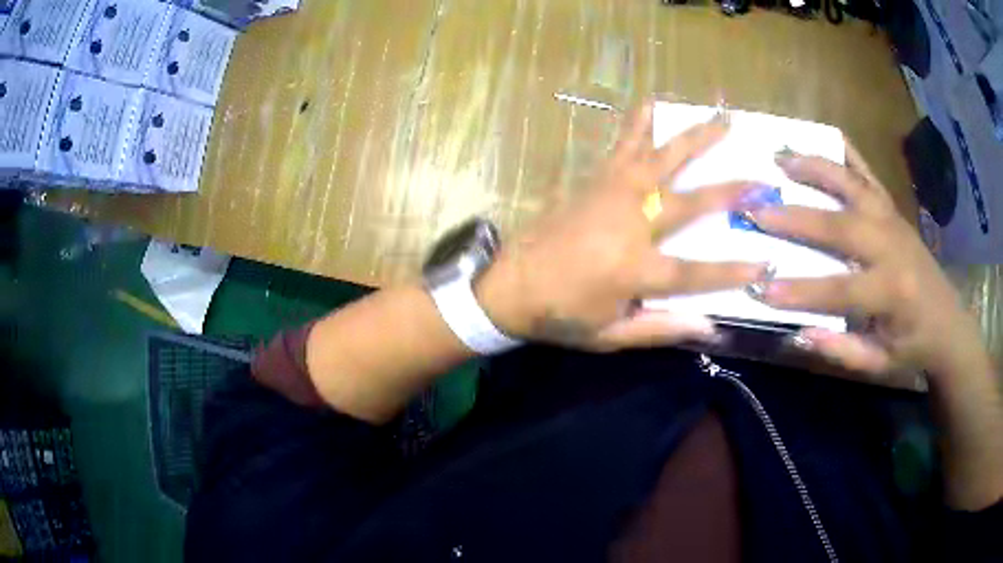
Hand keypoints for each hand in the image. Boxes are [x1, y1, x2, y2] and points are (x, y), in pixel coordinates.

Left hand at [476, 102, 767, 351]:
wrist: (507, 283)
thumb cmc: (559, 314)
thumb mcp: (609, 335)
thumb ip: (660, 329)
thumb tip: (709, 326)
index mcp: (635, 269)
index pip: (696, 272)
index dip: (732, 271)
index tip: (764, 264)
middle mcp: (630, 222)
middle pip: (689, 202)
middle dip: (729, 190)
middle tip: (760, 176)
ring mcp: (611, 193)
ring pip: (661, 158)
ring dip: (694, 137)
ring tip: (721, 115)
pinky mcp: (594, 179)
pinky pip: (623, 145)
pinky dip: (640, 124)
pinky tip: (653, 102)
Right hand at [750, 143, 987, 386]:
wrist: (948, 322)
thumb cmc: (913, 346)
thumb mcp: (880, 363)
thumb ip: (843, 351)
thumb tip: (801, 332)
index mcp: (892, 292)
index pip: (840, 289)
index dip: (800, 292)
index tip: (761, 289)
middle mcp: (892, 246)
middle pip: (841, 224)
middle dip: (797, 217)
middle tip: (756, 210)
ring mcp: (893, 220)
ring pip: (852, 185)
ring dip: (815, 168)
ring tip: (779, 157)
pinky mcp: (894, 210)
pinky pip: (868, 174)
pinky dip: (846, 153)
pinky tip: (823, 139)